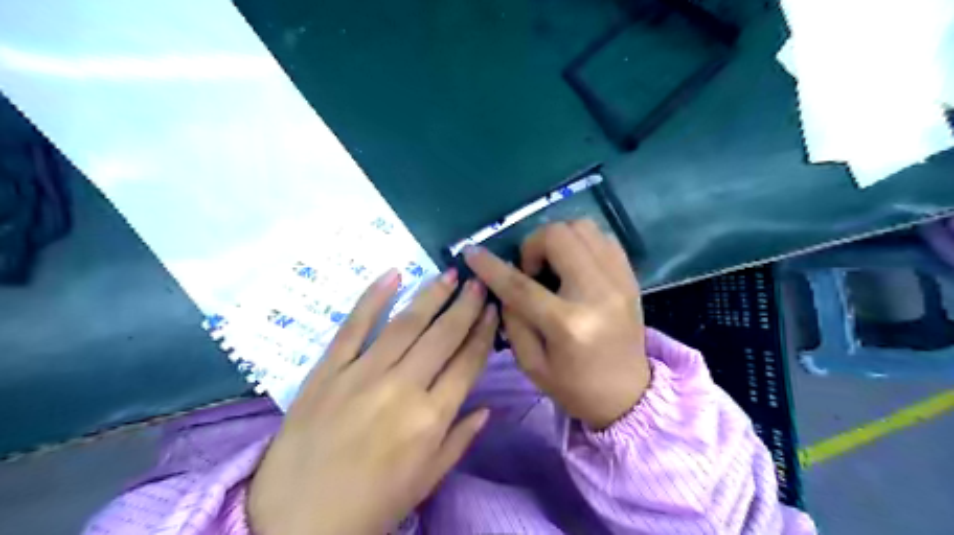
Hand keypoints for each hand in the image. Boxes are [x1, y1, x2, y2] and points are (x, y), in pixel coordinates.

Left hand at [245, 272, 500, 534]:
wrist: (295, 524)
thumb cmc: (369, 506)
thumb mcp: (426, 482)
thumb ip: (460, 440)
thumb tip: (487, 408)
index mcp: (431, 419)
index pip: (467, 362)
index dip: (483, 332)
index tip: (493, 309)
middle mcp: (402, 388)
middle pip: (442, 336)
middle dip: (465, 305)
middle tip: (477, 282)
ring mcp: (362, 375)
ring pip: (405, 324)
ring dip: (431, 295)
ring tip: (449, 275)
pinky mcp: (328, 370)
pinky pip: (353, 326)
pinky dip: (373, 297)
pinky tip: (393, 274)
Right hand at [462, 217, 648, 429]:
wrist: (628, 395)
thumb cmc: (575, 387)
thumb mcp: (531, 363)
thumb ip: (513, 318)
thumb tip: (503, 281)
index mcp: (568, 325)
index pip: (521, 284)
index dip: (491, 266)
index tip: (472, 252)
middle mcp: (597, 293)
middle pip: (558, 237)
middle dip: (532, 245)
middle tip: (530, 271)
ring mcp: (619, 281)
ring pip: (582, 227)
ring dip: (557, 239)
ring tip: (551, 265)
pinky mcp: (630, 277)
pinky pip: (602, 237)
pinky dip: (580, 242)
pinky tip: (572, 264)